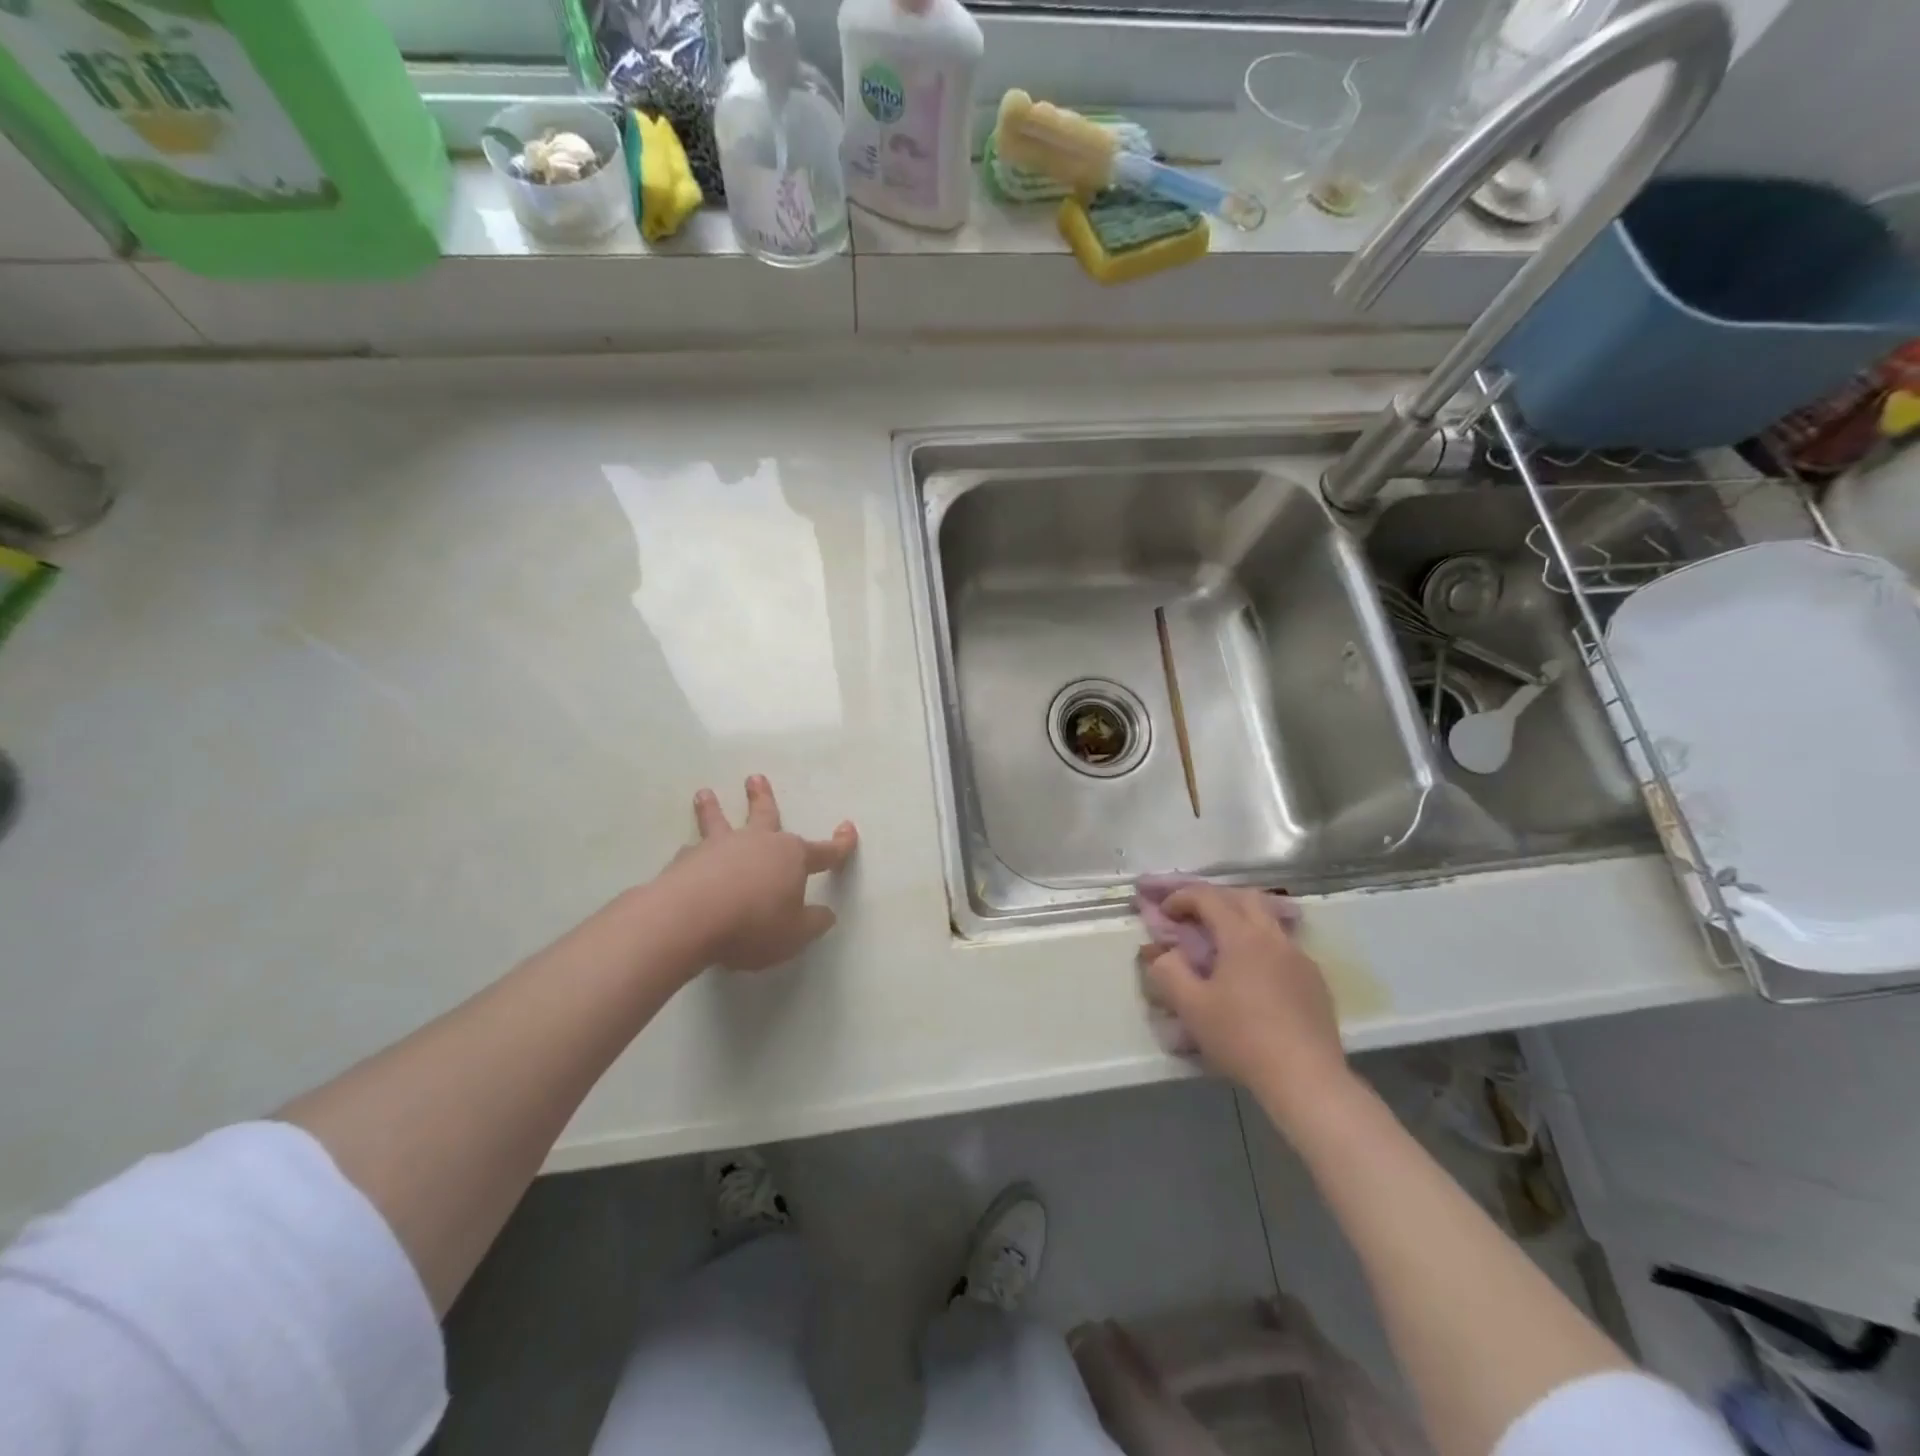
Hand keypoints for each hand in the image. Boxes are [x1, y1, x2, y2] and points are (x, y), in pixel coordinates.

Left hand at [659, 776, 857, 971]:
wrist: (689, 918)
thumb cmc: (753, 924)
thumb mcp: (795, 934)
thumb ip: (812, 923)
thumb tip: (826, 914)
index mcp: (791, 857)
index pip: (824, 851)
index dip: (839, 845)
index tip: (849, 829)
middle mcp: (757, 843)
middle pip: (764, 815)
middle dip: (763, 798)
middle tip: (755, 778)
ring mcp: (718, 848)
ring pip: (718, 822)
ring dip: (712, 808)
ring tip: (704, 794)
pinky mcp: (685, 862)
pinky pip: (691, 852)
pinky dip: (691, 852)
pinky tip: (684, 854)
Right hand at [1139, 884, 1351, 1124]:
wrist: (1306, 1079)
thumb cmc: (1242, 1038)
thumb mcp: (1191, 1007)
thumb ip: (1168, 972)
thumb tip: (1163, 954)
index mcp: (1242, 936)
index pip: (1208, 897)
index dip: (1182, 897)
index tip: (1165, 913)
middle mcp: (1274, 937)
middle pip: (1244, 898)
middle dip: (1216, 900)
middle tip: (1194, 918)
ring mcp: (1300, 958)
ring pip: (1269, 921)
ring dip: (1242, 921)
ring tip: (1223, 946)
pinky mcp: (1316, 982)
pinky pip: (1284, 948)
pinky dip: (1261, 946)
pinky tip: (1253, 977)